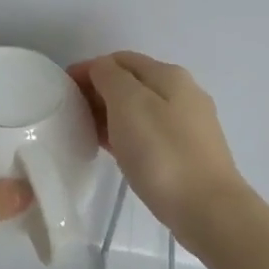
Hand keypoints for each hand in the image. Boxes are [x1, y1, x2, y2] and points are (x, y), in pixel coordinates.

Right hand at [69, 51, 246, 236]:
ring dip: (110, 113)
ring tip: (85, 132)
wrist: (207, 209)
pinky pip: (148, 132)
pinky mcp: (187, 151)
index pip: (119, 60)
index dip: (88, 69)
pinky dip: (125, 133)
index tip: (62, 89)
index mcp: (168, 75)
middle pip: (131, 82)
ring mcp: (188, 123)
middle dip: (98, 91)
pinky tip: (111, 149)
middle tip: (70, 113)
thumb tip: (101, 70)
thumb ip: (110, 77)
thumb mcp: (129, 104)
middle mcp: (182, 92)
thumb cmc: (162, 153)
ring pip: (139, 108)